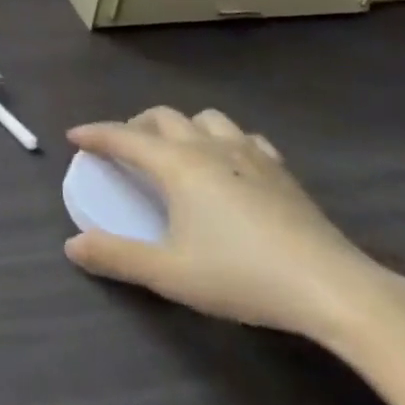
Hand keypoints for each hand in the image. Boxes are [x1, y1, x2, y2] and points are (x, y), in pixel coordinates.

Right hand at [64, 107, 404, 344]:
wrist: (332, 287)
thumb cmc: (242, 276)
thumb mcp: (170, 273)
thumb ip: (118, 257)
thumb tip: (72, 246)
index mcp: (177, 165)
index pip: (124, 137)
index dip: (95, 134)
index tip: (74, 136)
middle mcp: (208, 147)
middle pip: (163, 117)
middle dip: (136, 125)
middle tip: (123, 147)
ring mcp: (249, 154)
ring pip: (205, 119)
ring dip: (181, 126)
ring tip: (175, 150)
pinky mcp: (281, 170)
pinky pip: (243, 137)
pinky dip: (223, 140)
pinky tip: (230, 164)